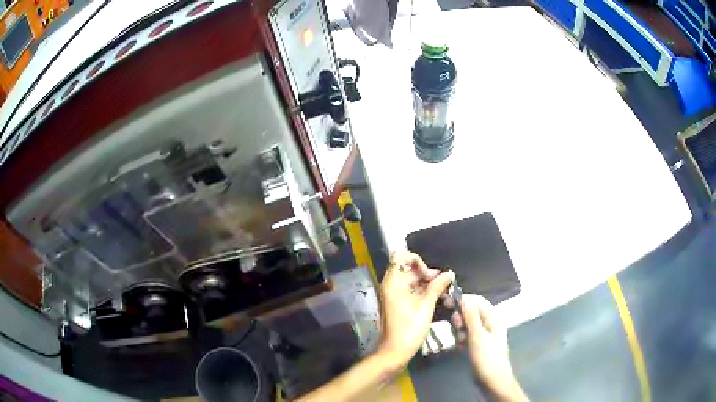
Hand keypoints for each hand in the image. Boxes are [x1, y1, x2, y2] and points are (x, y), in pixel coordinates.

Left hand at [377, 251, 453, 367]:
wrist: (395, 350)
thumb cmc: (410, 328)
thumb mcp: (426, 306)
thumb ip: (437, 286)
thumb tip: (449, 273)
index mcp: (393, 282)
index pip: (401, 257)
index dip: (417, 260)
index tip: (430, 274)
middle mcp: (390, 285)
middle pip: (407, 268)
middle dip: (425, 272)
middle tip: (442, 283)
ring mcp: (392, 294)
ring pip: (410, 280)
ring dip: (425, 282)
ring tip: (443, 291)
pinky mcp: (396, 303)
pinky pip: (409, 290)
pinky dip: (421, 290)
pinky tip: (436, 297)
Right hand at [451, 294, 527, 401]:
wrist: (493, 381)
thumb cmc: (487, 358)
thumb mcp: (478, 337)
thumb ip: (471, 317)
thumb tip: (465, 298)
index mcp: (493, 318)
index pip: (478, 301)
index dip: (464, 299)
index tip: (448, 303)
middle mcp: (489, 324)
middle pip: (472, 312)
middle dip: (461, 317)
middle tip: (456, 326)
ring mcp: (483, 335)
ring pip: (467, 325)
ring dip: (461, 330)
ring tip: (461, 340)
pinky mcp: (478, 345)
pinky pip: (467, 336)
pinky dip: (462, 339)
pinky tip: (461, 347)